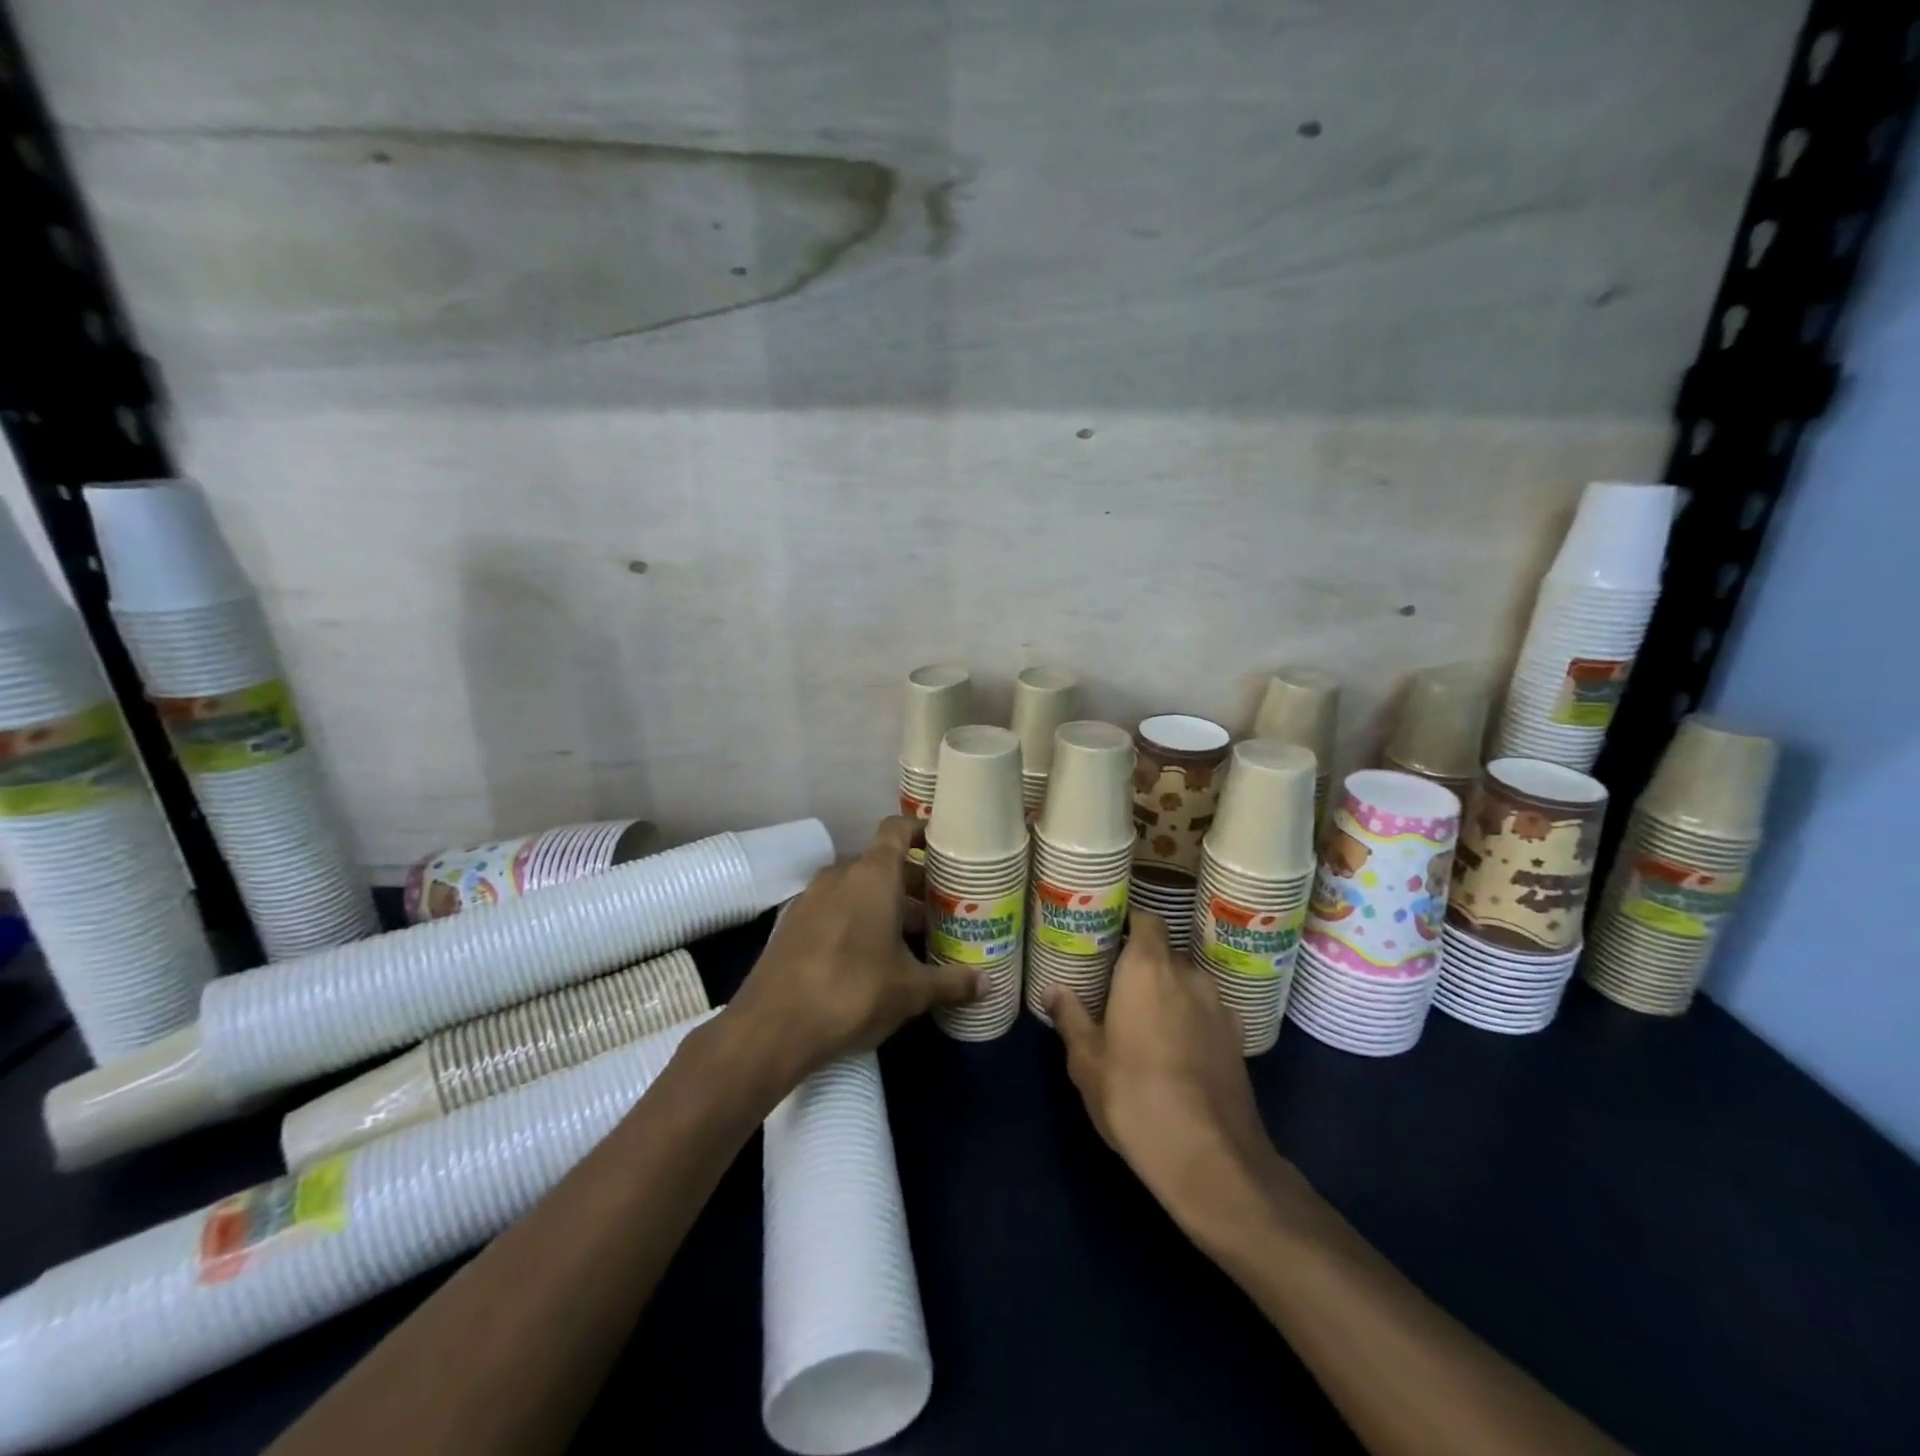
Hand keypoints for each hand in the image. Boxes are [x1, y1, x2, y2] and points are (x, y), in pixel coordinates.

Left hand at [725, 816, 979, 1088]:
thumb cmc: (852, 993)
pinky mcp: (792, 924)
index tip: (945, 849)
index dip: (921, 832)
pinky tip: (874, 955)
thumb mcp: (911, 991)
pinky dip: (858, 919)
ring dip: (886, 904)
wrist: (770, 1028)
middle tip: (943, 906)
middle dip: (913, 882)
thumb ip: (951, 981)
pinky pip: (835, 908)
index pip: (897, 829)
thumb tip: (988, 984)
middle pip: (882, 863)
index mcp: (872, 875)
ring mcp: (811, 898)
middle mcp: (840, 875)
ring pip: (858, 888)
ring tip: (915, 936)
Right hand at [1047, 911, 1285, 1231]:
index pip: (1145, 920)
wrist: (1210, 1157)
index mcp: (1148, 967)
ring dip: (1168, 993)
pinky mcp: (1238, 1040)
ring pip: (1188, 984)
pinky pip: (1207, 1013)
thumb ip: (1070, 1016)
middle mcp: (1188, 975)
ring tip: (1143, 1019)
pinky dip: (1190, 1019)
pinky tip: (1174, 1050)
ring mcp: (1219, 1007)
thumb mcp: (1086, 1060)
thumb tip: (1052, 989)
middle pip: (1164, 952)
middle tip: (1113, 984)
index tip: (1106, 938)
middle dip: (1142, 964)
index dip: (1127, 923)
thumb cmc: (1134, 1095)